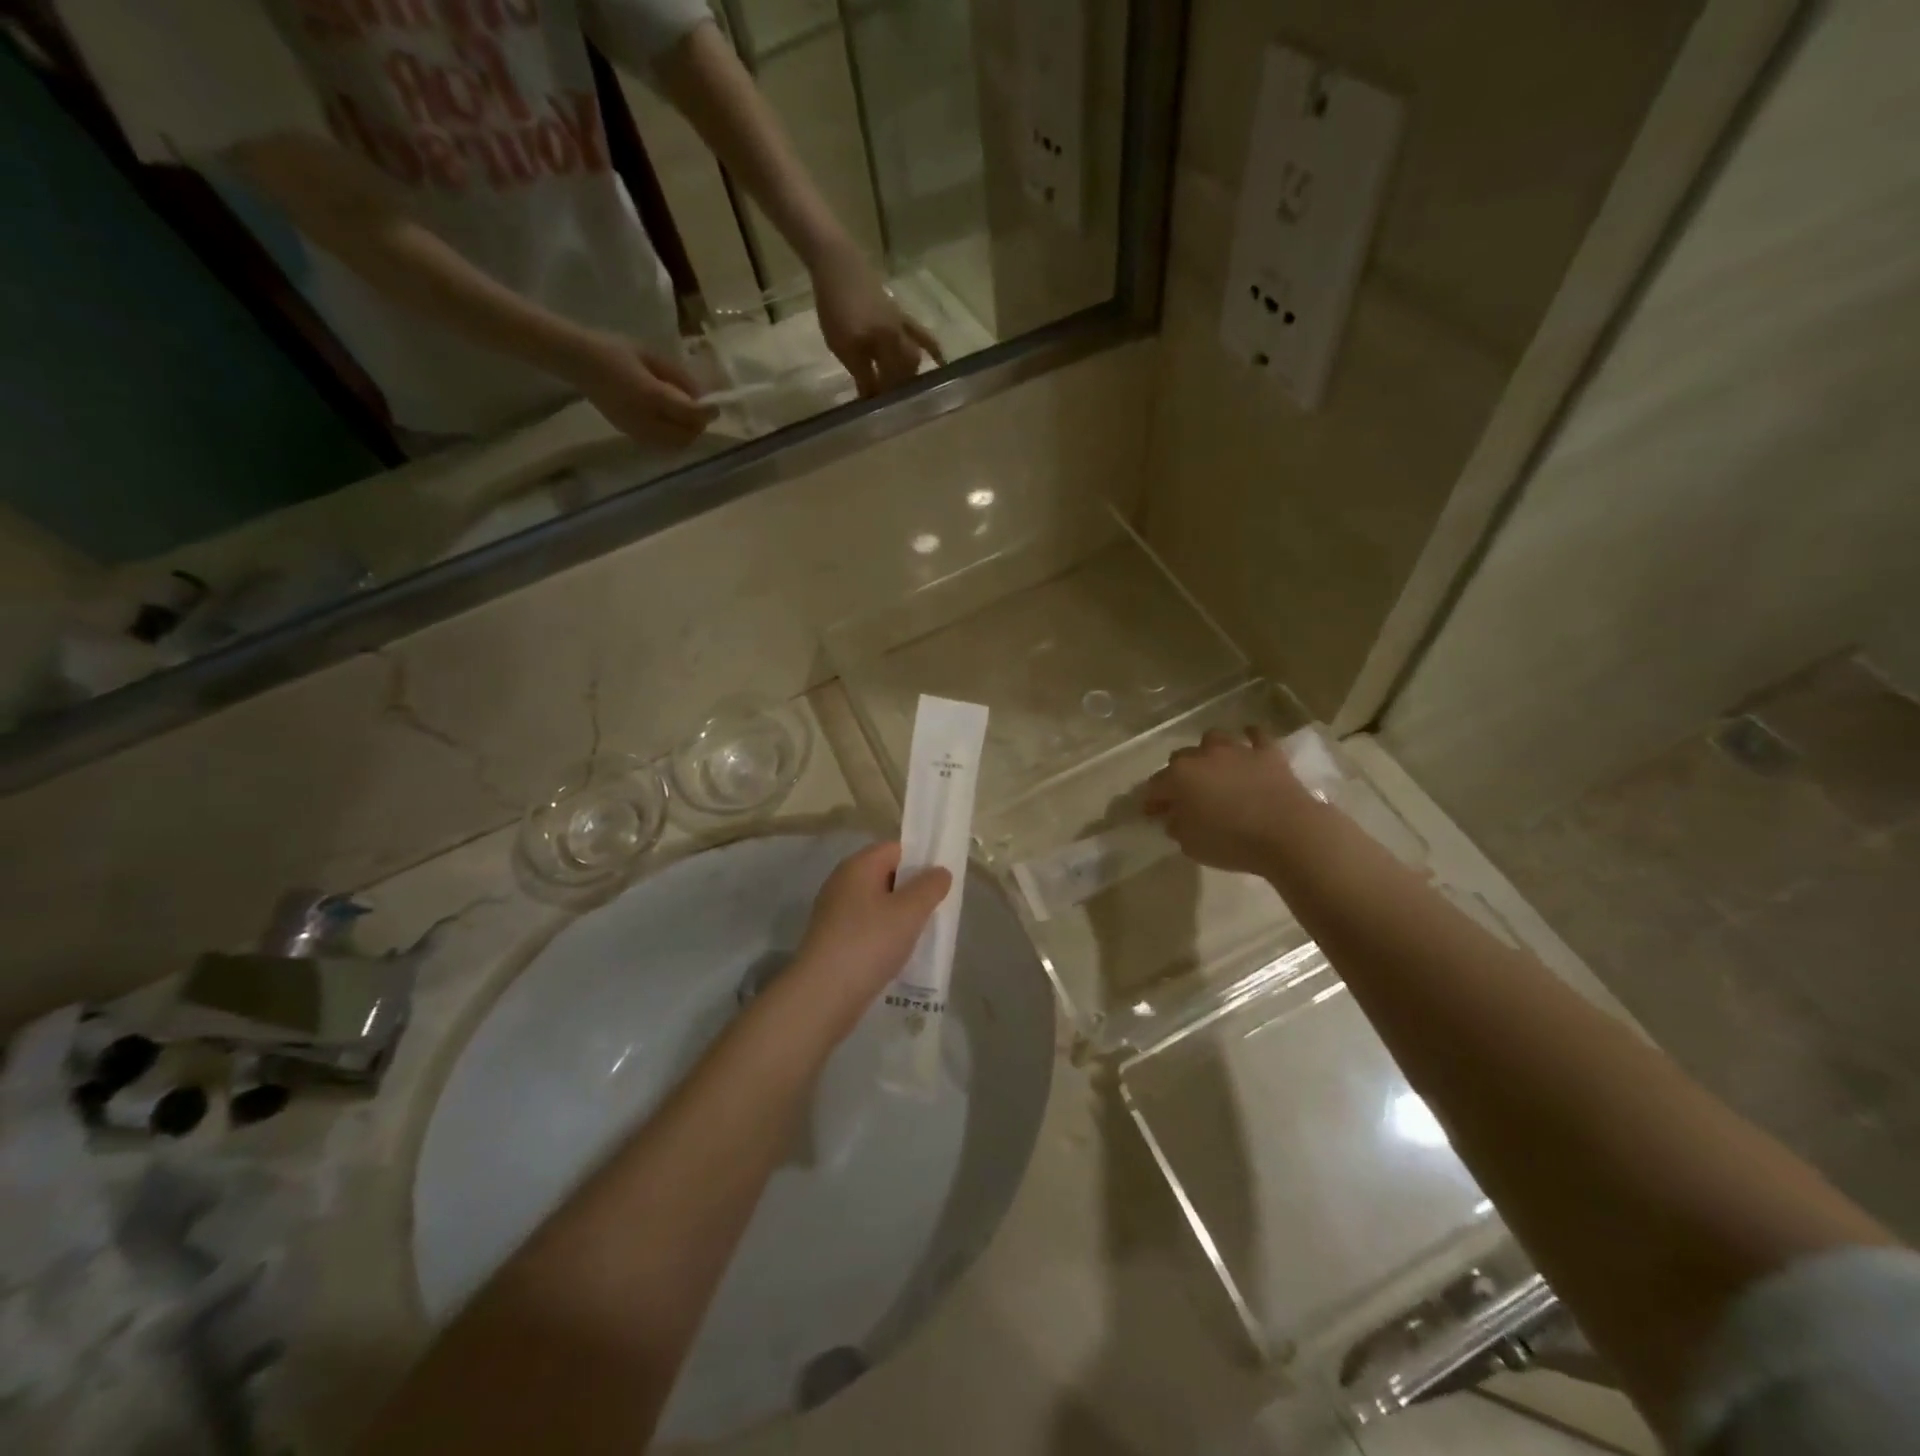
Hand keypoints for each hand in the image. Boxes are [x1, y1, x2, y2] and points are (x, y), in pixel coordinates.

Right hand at [570, 334, 714, 446]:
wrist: (578, 361)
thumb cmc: (616, 350)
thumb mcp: (652, 356)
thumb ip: (679, 378)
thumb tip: (704, 396)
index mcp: (651, 395)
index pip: (690, 413)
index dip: (707, 412)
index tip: (716, 406)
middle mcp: (645, 419)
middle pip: (686, 436)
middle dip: (697, 426)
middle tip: (701, 412)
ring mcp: (636, 431)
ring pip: (675, 445)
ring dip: (686, 434)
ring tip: (686, 417)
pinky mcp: (630, 436)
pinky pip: (661, 445)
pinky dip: (673, 438)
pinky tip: (670, 423)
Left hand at [790, 841, 951, 1031]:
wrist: (823, 994)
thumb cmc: (869, 942)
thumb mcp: (910, 911)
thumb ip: (930, 887)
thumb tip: (940, 872)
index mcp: (858, 866)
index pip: (896, 848)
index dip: (921, 860)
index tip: (941, 882)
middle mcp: (842, 882)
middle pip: (886, 874)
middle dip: (912, 890)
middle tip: (936, 909)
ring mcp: (834, 911)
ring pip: (877, 903)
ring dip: (899, 915)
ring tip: (921, 934)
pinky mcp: (832, 938)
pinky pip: (867, 926)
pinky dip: (884, 934)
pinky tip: (898, 953)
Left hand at [810, 245, 943, 395]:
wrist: (837, 263)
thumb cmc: (836, 306)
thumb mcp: (843, 346)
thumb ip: (861, 374)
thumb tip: (871, 401)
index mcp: (885, 345)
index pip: (890, 382)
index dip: (885, 398)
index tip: (878, 414)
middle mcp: (900, 338)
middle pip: (906, 372)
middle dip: (900, 389)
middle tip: (889, 403)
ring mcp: (903, 325)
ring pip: (915, 357)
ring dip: (911, 375)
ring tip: (904, 389)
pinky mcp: (901, 315)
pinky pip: (921, 335)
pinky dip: (931, 349)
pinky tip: (939, 361)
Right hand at [1143, 728, 1320, 875]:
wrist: (1287, 833)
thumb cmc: (1231, 842)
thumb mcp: (1190, 844)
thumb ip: (1176, 826)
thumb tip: (1174, 816)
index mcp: (1179, 777)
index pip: (1155, 786)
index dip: (1152, 800)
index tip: (1152, 814)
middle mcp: (1203, 756)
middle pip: (1180, 758)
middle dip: (1178, 774)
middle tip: (1184, 795)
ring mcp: (1237, 750)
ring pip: (1213, 739)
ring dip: (1209, 752)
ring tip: (1213, 768)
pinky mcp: (1268, 753)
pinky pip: (1257, 736)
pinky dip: (1250, 738)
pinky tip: (1249, 743)